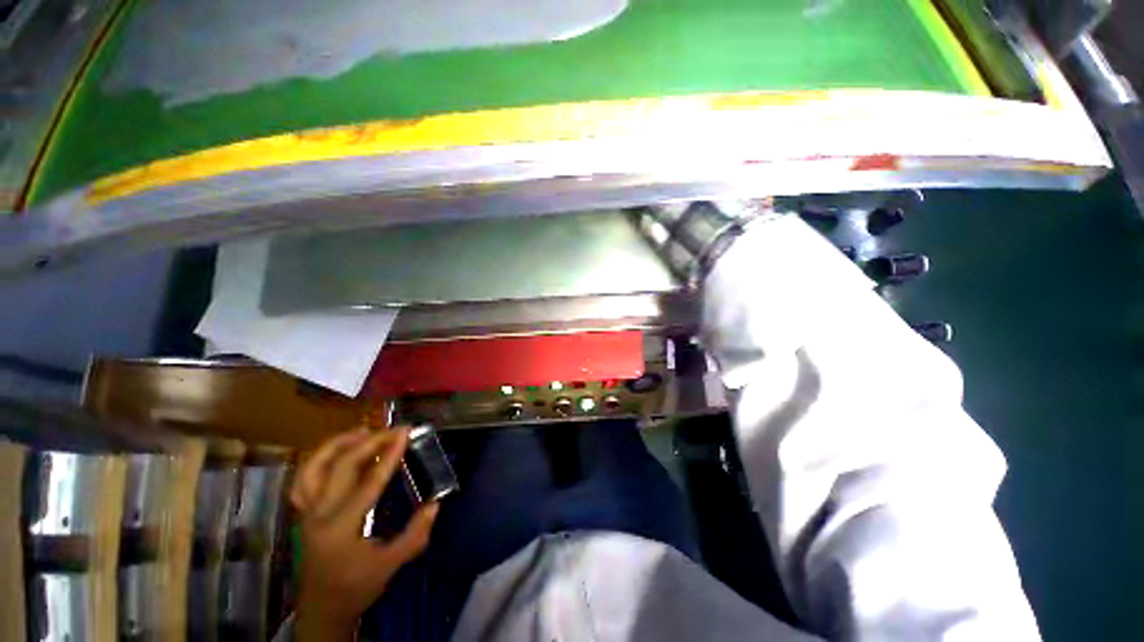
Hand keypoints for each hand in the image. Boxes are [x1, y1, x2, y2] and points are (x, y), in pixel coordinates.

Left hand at [291, 427, 439, 640]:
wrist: (322, 608)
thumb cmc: (357, 586)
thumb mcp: (391, 565)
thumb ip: (415, 535)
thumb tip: (435, 504)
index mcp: (341, 527)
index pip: (369, 482)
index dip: (390, 454)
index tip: (405, 432)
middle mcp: (319, 514)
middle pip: (341, 466)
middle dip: (370, 442)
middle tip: (393, 430)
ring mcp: (306, 512)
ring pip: (314, 468)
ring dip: (338, 444)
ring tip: (362, 431)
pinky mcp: (303, 512)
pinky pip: (303, 479)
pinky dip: (319, 460)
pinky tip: (336, 452)